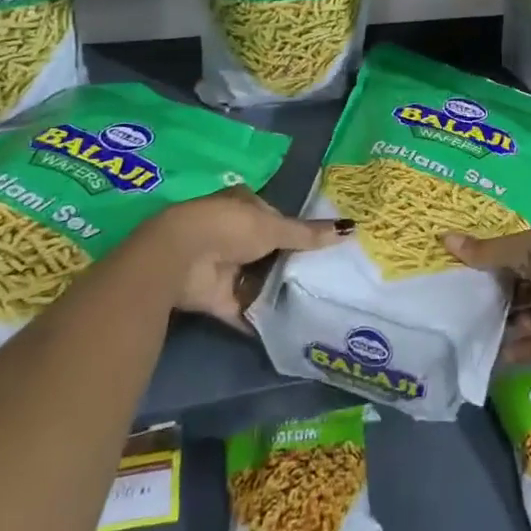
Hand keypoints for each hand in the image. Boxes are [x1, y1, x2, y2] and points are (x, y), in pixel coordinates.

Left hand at [146, 188, 349, 328]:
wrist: (180, 259)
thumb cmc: (230, 228)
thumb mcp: (275, 227)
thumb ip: (308, 234)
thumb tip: (350, 228)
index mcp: (243, 203)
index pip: (274, 215)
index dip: (294, 228)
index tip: (319, 245)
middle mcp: (231, 231)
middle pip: (265, 248)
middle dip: (286, 261)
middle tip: (320, 276)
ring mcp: (221, 265)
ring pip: (255, 278)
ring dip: (274, 290)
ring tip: (310, 302)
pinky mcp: (214, 297)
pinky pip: (242, 308)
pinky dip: (259, 318)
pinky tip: (285, 327)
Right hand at [441, 223, 530, 371]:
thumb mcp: (526, 251)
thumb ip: (488, 252)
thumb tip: (444, 240)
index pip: (524, 248)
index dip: (498, 258)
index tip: (471, 270)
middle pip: (528, 282)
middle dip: (501, 294)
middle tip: (468, 303)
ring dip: (508, 323)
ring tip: (475, 331)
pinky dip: (520, 349)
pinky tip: (494, 358)